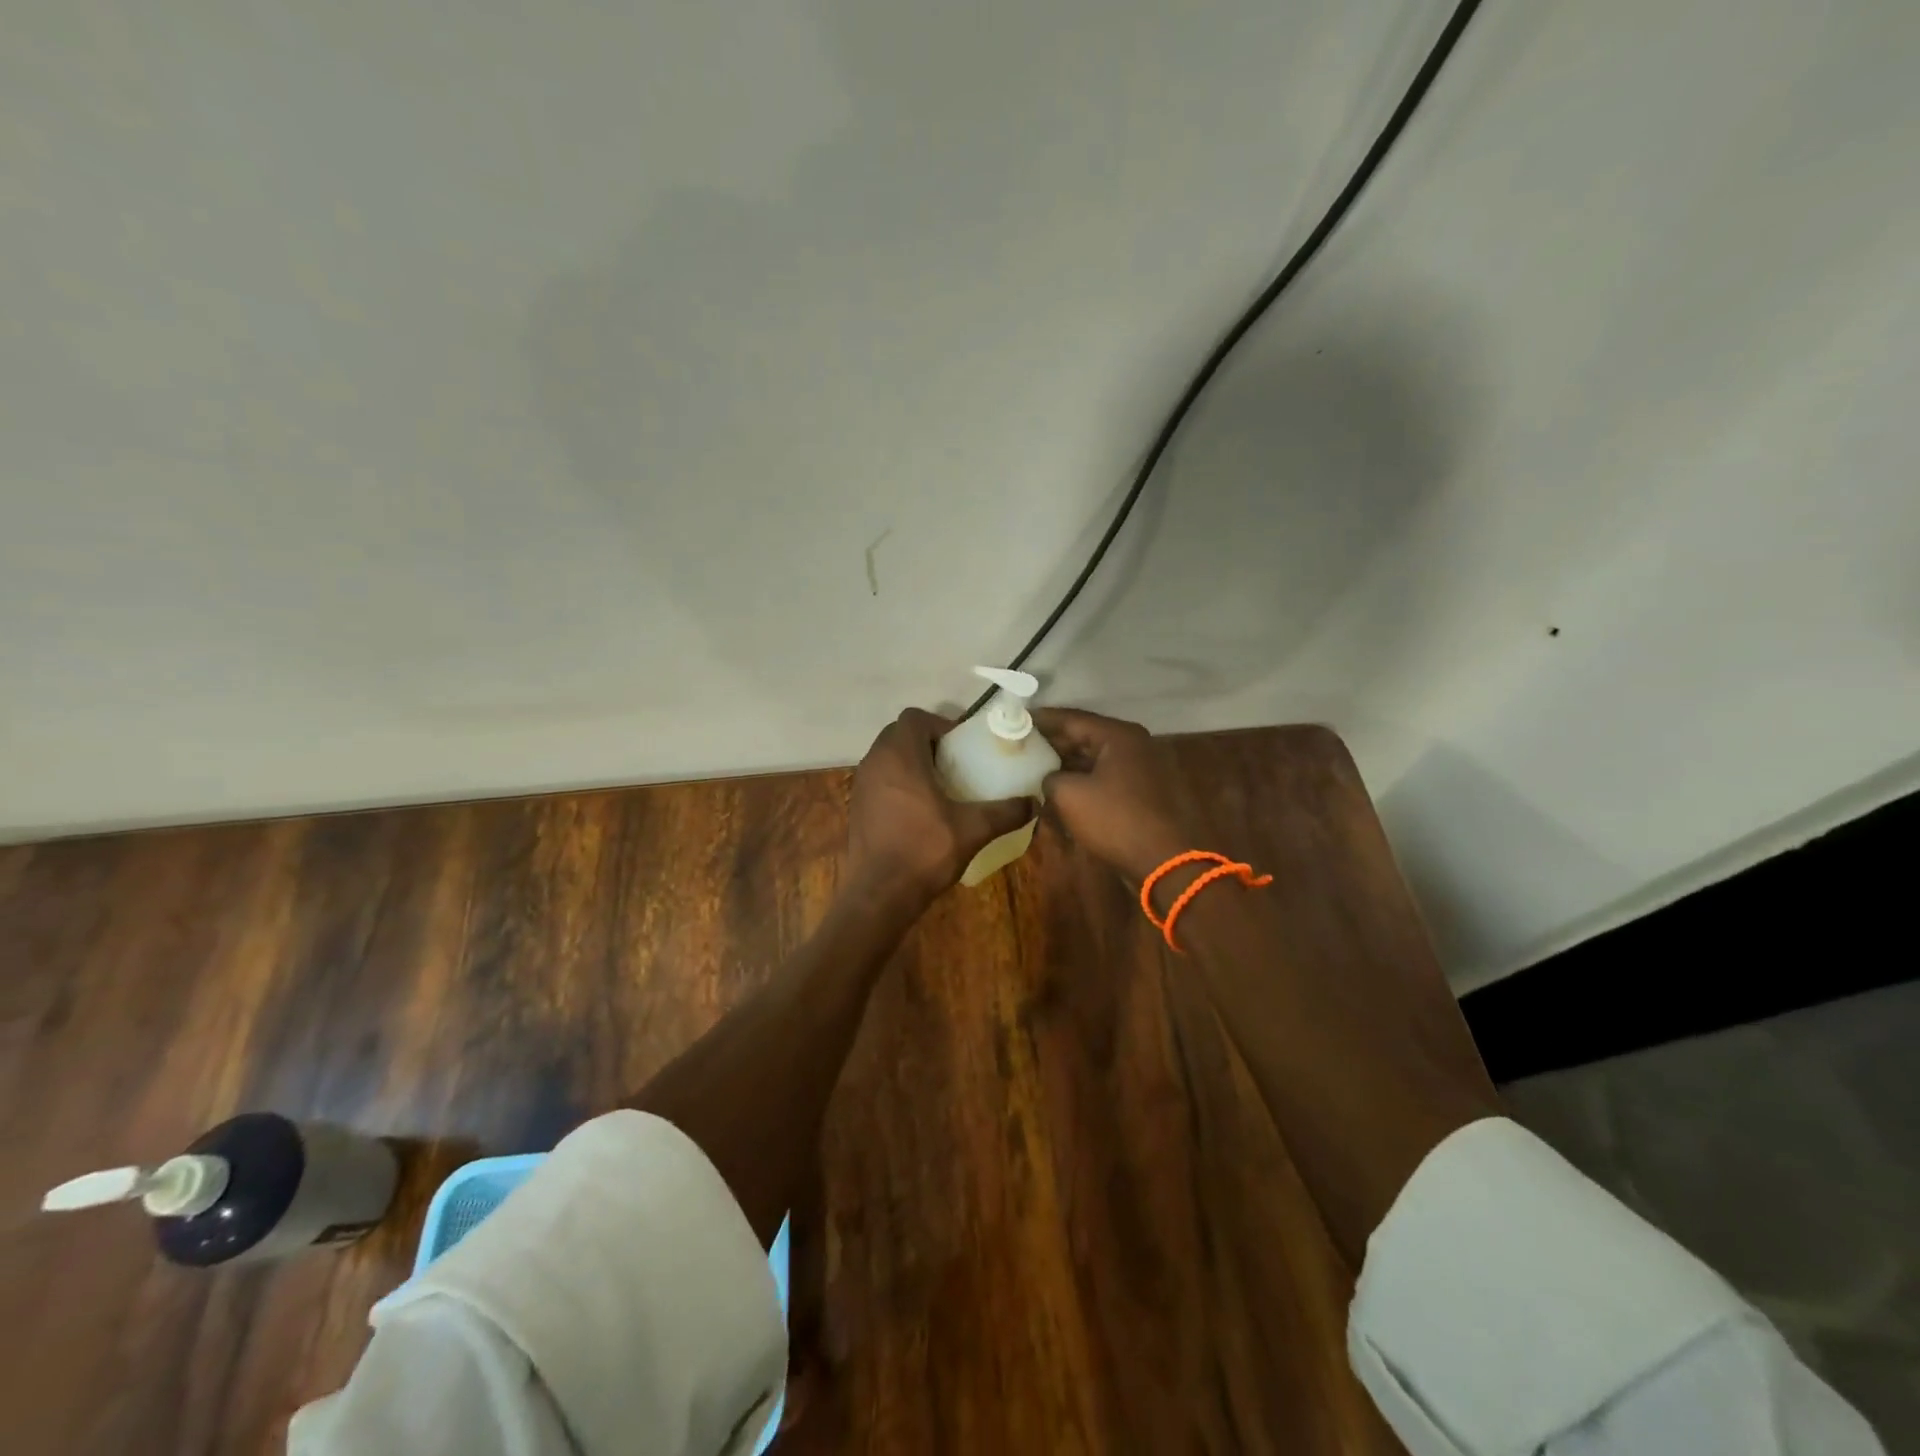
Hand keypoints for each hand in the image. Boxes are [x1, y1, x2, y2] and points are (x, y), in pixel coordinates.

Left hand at [845, 709, 1032, 910]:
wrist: (879, 894)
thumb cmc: (924, 851)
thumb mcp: (972, 830)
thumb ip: (1005, 812)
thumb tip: (1034, 803)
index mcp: (899, 756)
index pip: (914, 718)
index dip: (940, 724)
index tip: (961, 746)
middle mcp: (874, 762)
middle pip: (899, 734)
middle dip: (926, 742)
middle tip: (954, 764)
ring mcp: (861, 785)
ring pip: (887, 757)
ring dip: (911, 762)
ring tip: (940, 786)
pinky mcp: (856, 806)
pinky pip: (879, 779)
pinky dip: (898, 782)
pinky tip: (919, 810)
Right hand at [1034, 708, 1199, 884]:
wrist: (1163, 860)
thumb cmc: (1114, 820)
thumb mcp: (1069, 795)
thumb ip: (1050, 777)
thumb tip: (1048, 778)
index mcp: (1118, 736)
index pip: (1072, 719)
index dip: (1042, 720)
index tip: (1017, 719)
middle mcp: (1133, 744)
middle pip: (1085, 736)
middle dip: (1053, 741)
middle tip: (1022, 742)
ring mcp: (1140, 768)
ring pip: (1095, 758)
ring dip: (1067, 762)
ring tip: (1035, 765)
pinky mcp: (1141, 791)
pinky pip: (1105, 776)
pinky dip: (1083, 779)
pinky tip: (1060, 787)